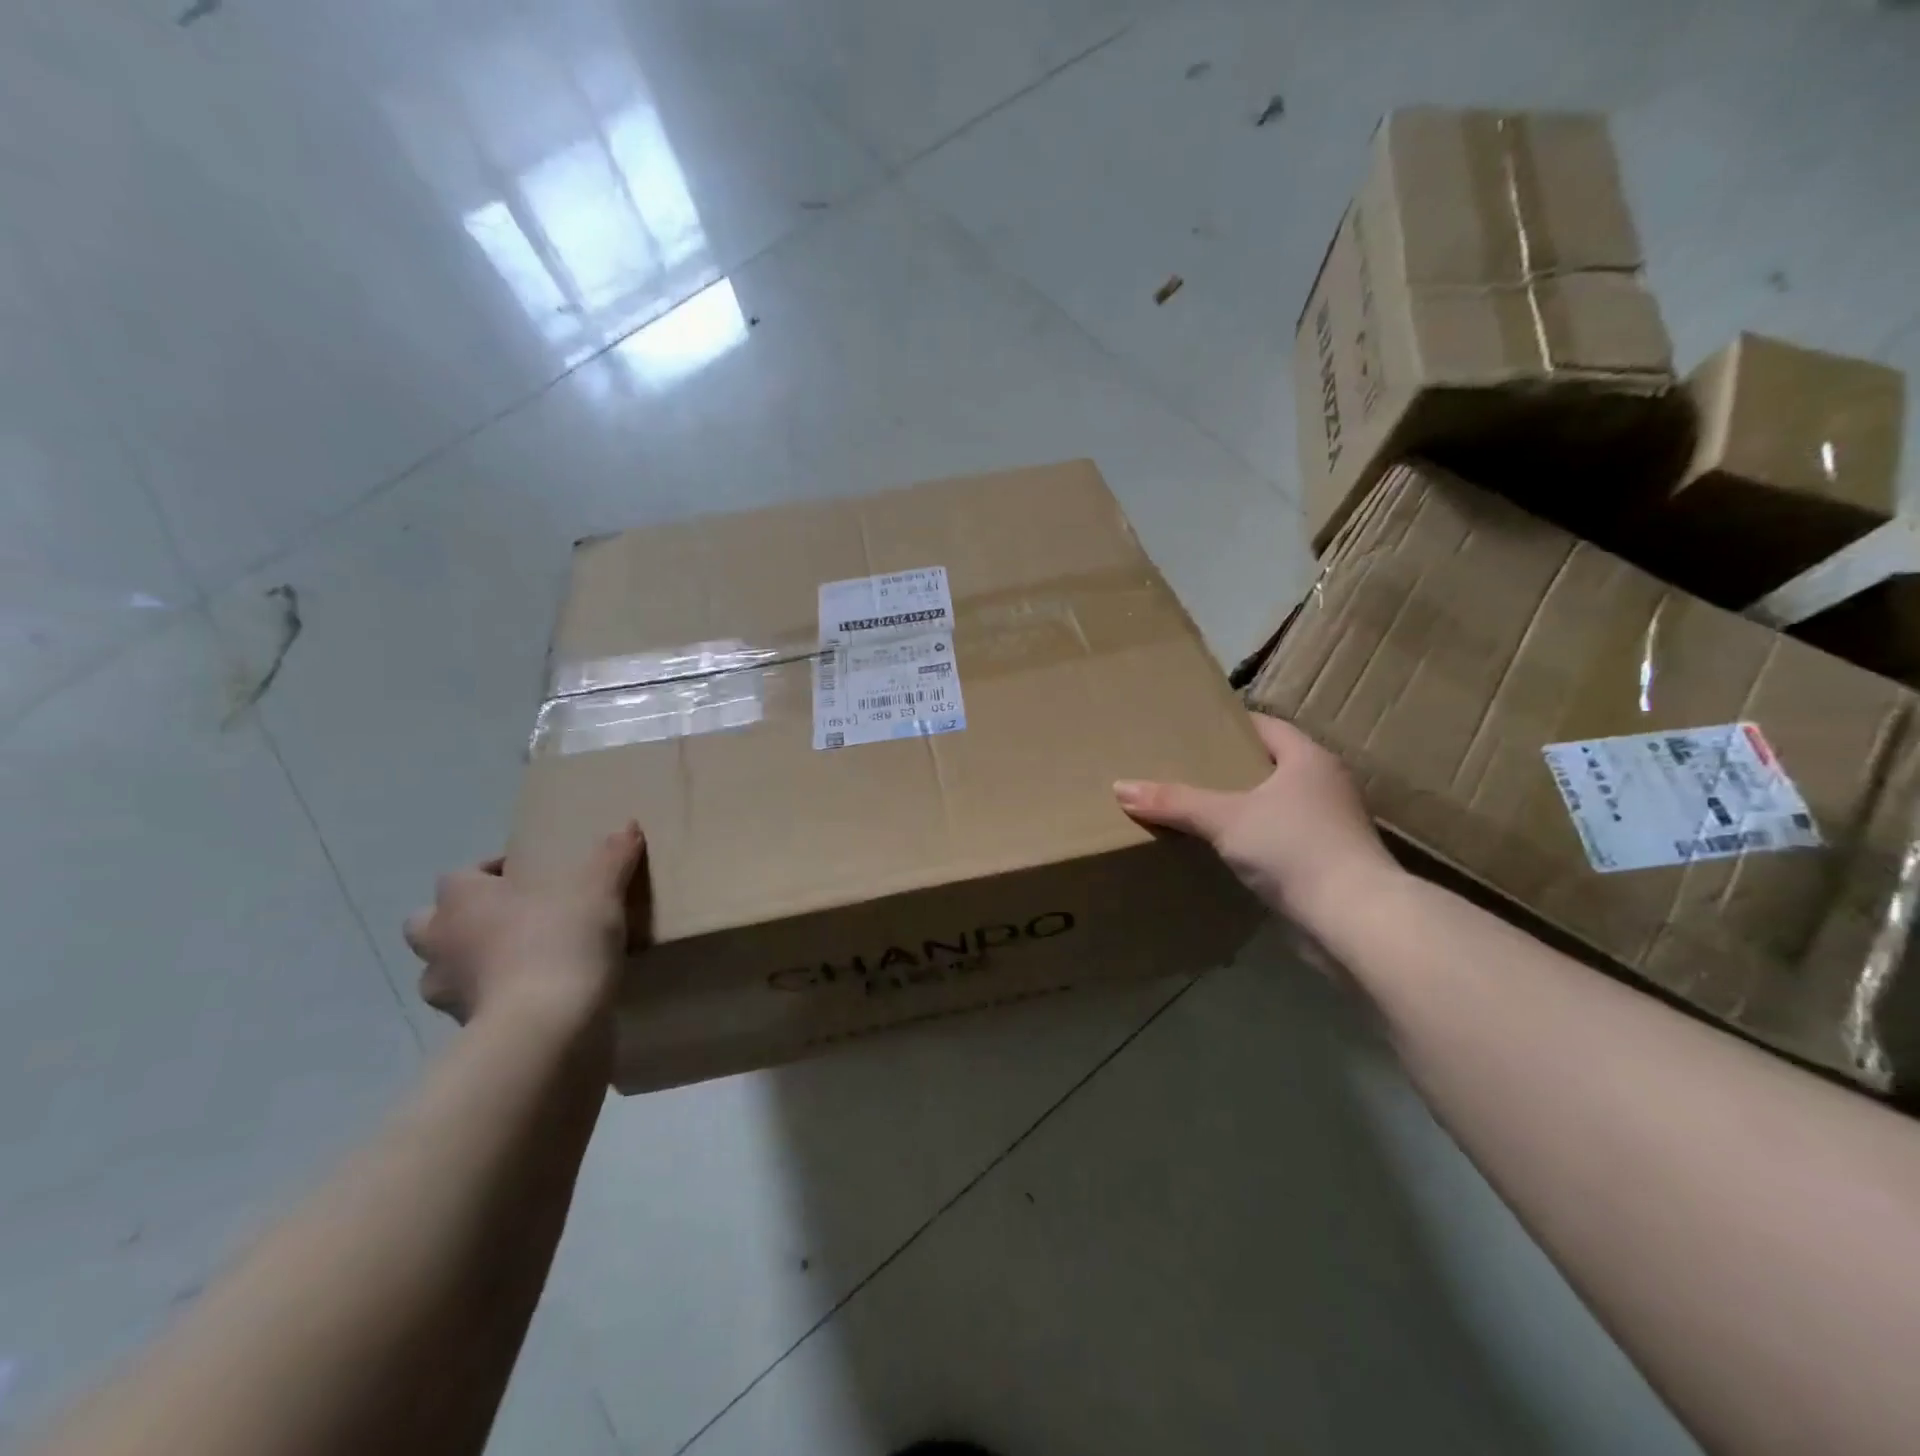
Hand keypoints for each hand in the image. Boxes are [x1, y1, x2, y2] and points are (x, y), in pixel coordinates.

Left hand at [403, 822, 645, 1025]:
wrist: (547, 1024)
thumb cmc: (561, 939)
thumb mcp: (600, 888)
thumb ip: (613, 856)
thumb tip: (628, 826)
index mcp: (463, 899)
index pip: (460, 876)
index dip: (490, 874)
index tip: (529, 878)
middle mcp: (441, 942)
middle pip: (428, 923)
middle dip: (459, 920)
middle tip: (509, 919)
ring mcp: (446, 992)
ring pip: (443, 970)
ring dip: (470, 964)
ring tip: (519, 962)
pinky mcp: (465, 1030)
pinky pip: (474, 1007)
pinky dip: (494, 1000)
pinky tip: (533, 996)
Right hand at [1114, 712, 1398, 928]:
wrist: (1353, 919)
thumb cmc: (1293, 848)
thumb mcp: (1224, 819)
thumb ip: (1174, 802)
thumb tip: (1120, 787)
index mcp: (1309, 759)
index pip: (1266, 726)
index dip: (1230, 725)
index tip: (1192, 729)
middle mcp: (1325, 785)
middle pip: (1270, 764)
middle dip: (1230, 767)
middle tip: (1184, 768)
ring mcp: (1330, 826)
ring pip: (1275, 804)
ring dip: (1243, 806)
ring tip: (1196, 808)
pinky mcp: (1327, 862)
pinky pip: (1281, 839)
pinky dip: (1254, 840)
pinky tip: (1224, 850)